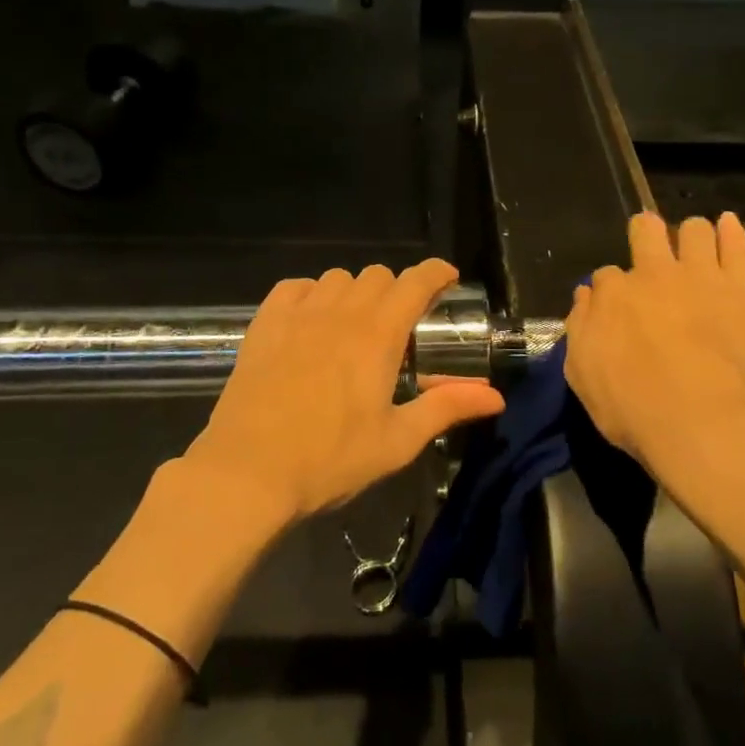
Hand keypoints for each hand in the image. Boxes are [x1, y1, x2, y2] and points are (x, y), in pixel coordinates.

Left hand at [186, 260, 506, 526]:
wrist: (249, 472)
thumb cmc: (330, 460)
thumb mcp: (397, 441)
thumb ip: (446, 408)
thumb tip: (495, 396)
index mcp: (378, 335)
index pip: (415, 282)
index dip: (436, 273)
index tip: (447, 279)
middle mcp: (341, 312)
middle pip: (378, 275)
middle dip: (397, 290)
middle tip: (399, 324)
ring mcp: (299, 314)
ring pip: (336, 277)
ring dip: (355, 292)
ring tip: (354, 325)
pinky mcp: (264, 324)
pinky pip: (294, 288)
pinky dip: (310, 294)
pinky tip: (311, 320)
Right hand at [565, 212, 744, 484]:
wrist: (702, 422)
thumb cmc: (634, 408)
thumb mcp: (583, 376)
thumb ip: (580, 329)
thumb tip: (585, 297)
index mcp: (612, 294)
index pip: (605, 277)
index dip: (611, 291)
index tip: (617, 308)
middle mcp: (651, 274)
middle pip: (646, 232)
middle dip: (645, 234)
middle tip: (651, 250)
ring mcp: (698, 276)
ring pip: (694, 230)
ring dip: (691, 234)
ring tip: (694, 245)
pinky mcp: (739, 289)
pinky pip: (737, 246)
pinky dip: (730, 231)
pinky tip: (726, 223)